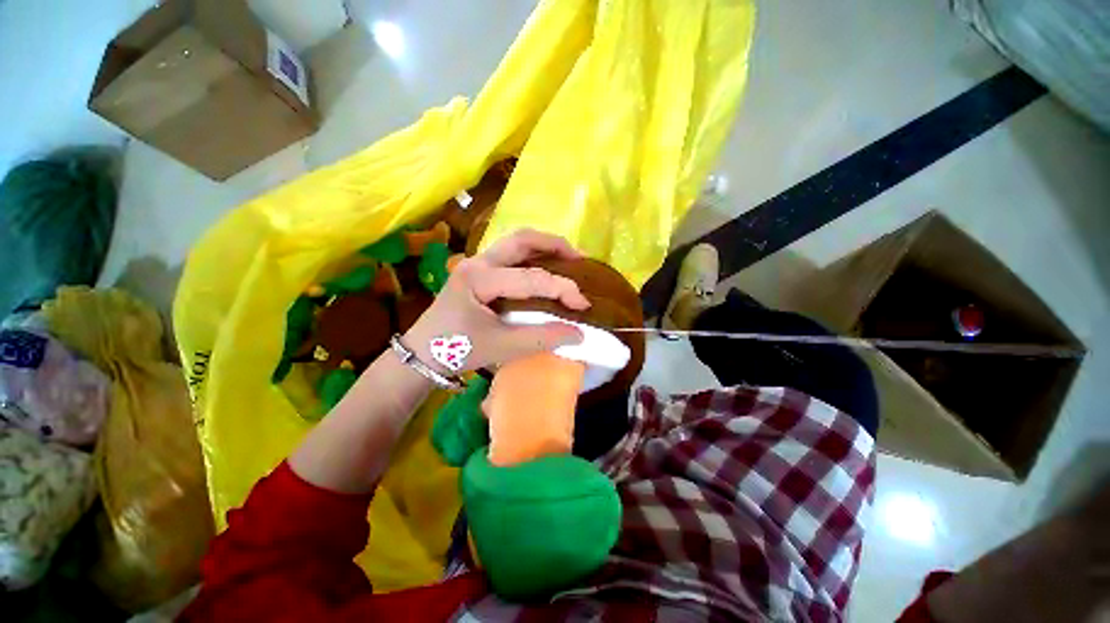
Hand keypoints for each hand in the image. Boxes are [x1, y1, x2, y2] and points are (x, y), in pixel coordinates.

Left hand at [404, 229, 589, 373]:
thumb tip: (578, 334)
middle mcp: (478, 262)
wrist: (424, 353)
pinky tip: (547, 267)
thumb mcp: (502, 346)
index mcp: (479, 279)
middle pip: (521, 239)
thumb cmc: (458, 350)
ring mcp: (477, 264)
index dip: (562, 289)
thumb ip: (542, 338)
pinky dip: (534, 256)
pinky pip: (511, 255)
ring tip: (570, 258)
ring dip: (545, 246)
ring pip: (516, 243)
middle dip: (555, 245)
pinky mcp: (480, 271)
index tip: (583, 305)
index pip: (530, 278)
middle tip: (580, 259)